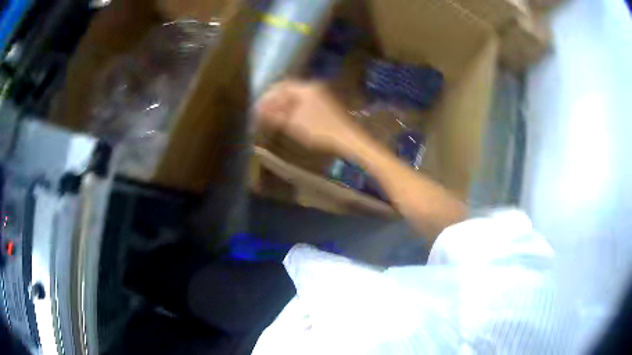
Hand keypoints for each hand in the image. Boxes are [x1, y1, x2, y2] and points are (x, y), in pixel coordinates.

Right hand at [255, 80, 363, 153]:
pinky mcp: (324, 104)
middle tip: (262, 112)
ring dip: (283, 105)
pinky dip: (293, 108)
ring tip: (272, 116)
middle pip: (288, 90)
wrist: (346, 138)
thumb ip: (275, 116)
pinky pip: (303, 102)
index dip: (267, 96)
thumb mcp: (293, 124)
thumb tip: (258, 112)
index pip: (281, 87)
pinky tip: (287, 118)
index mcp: (306, 88)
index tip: (257, 106)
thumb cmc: (319, 130)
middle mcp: (313, 87)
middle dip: (274, 100)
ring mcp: (320, 95)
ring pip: (296, 97)